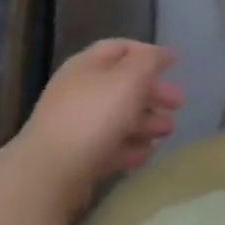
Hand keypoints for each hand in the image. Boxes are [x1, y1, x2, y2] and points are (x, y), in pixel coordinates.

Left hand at [15, 40, 182, 213]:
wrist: (46, 176)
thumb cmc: (93, 116)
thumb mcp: (130, 78)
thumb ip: (150, 61)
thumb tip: (164, 53)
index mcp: (87, 66)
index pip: (120, 48)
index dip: (148, 52)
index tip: (174, 65)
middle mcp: (78, 91)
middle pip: (122, 85)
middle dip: (153, 93)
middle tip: (178, 104)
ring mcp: (73, 127)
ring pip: (117, 117)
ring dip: (146, 122)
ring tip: (168, 132)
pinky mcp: (74, 159)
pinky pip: (108, 146)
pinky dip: (129, 147)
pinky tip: (147, 154)